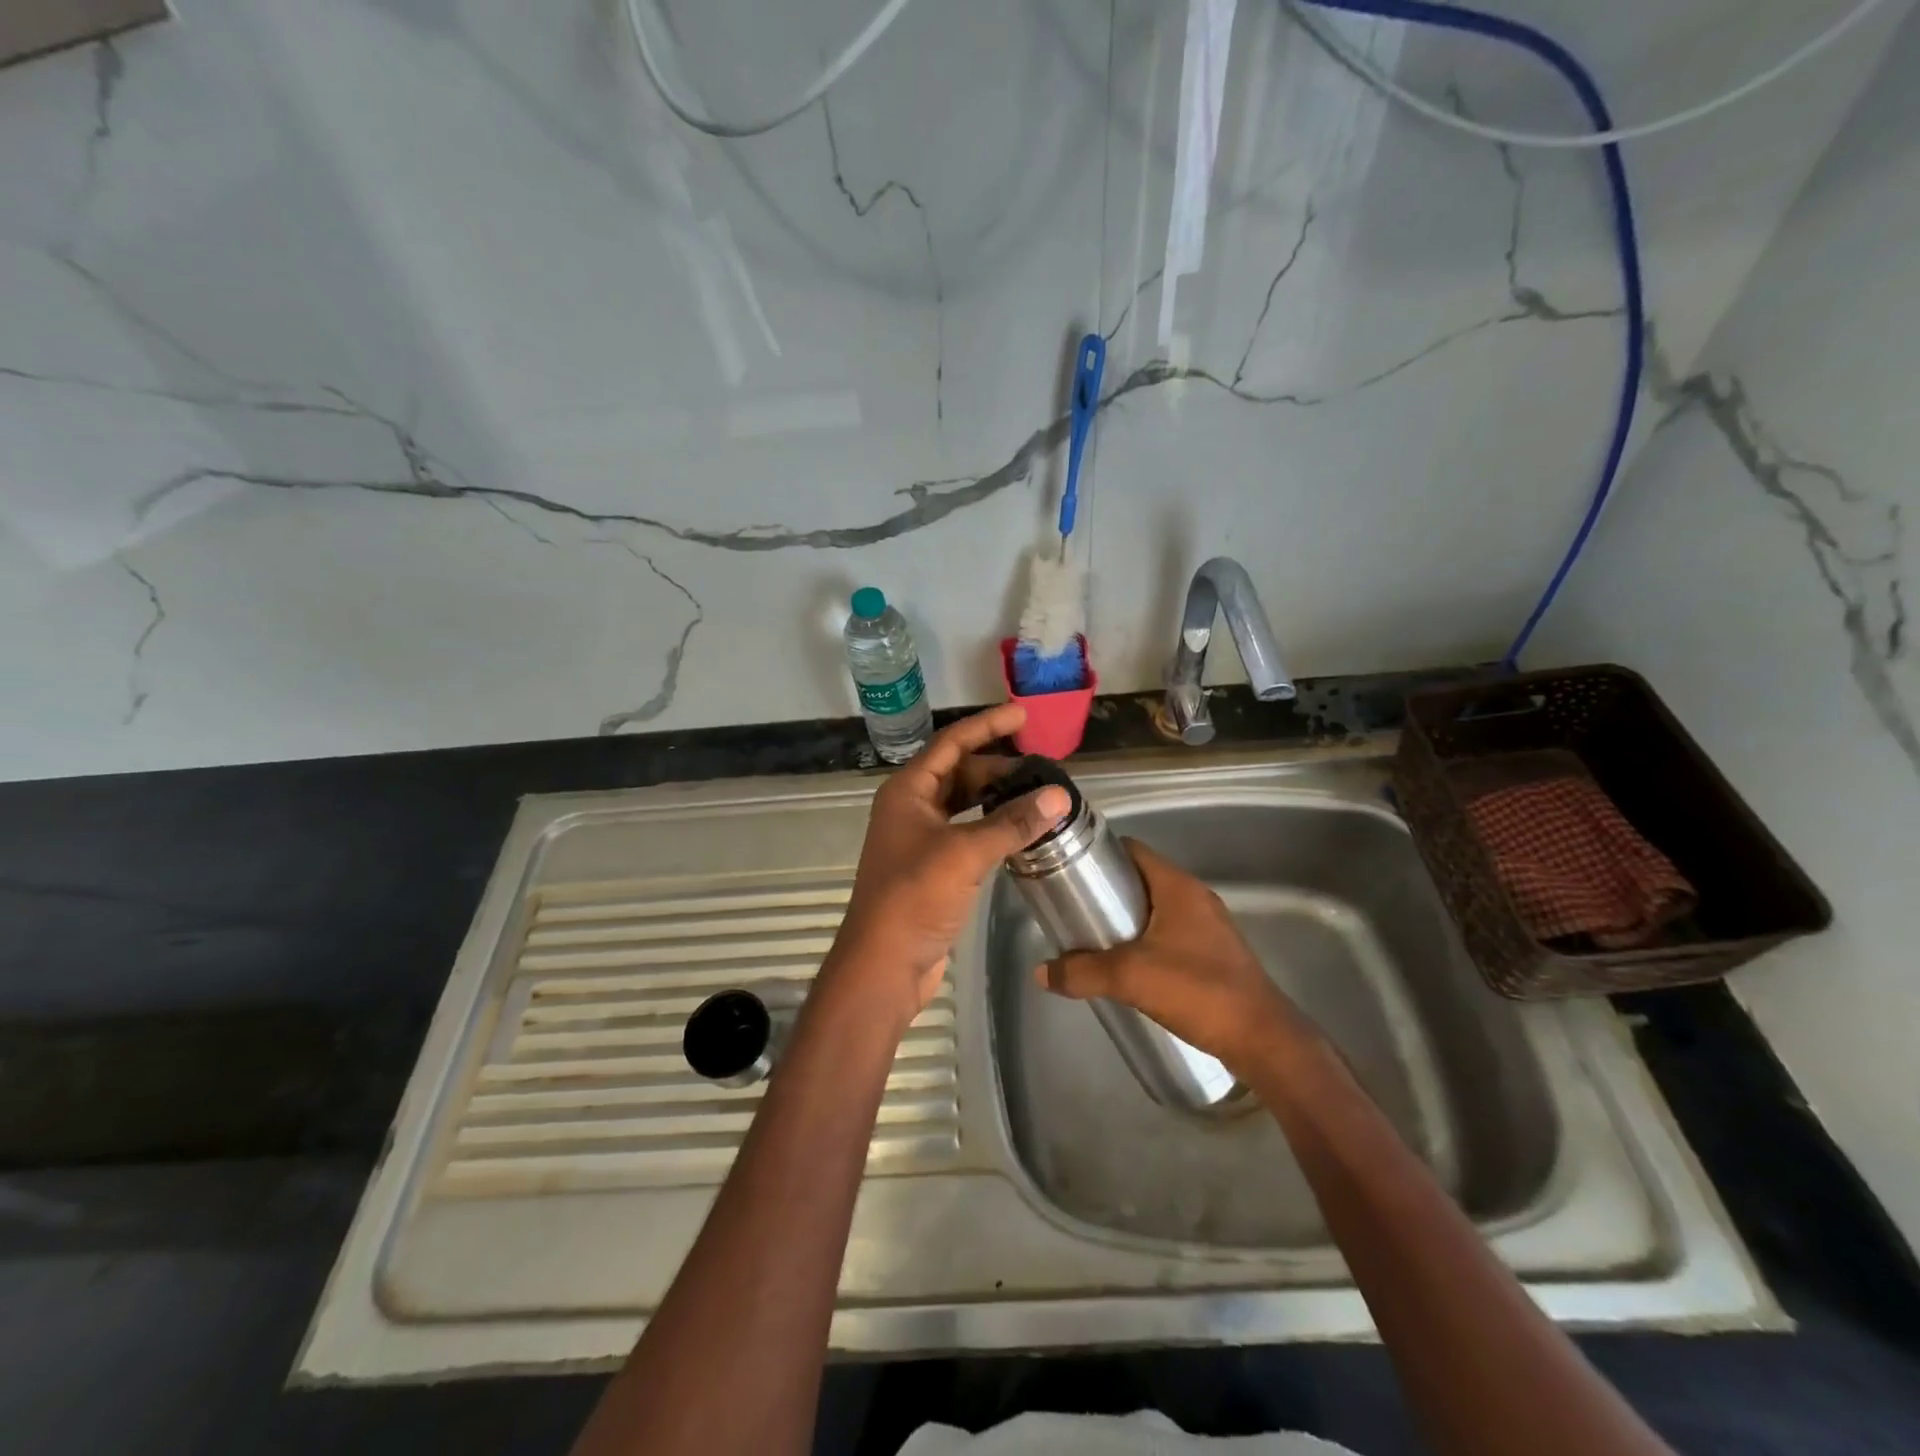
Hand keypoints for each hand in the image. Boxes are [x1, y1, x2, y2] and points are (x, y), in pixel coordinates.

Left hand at [830, 704, 1070, 1021]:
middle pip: (960, 773)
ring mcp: (920, 839)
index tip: (1023, 714)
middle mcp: (911, 807)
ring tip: (1039, 796)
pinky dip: (993, 827)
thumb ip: (1012, 823)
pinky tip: (1021, 831)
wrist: (883, 964)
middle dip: (999, 767)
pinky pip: (968, 833)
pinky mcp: (933, 867)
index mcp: (907, 790)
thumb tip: (1058, 797)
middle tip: (1042, 769)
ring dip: (997, 799)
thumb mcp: (964, 853)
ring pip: (965, 805)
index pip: (952, 743)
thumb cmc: (914, 897)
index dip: (987, 725)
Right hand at [1036, 839, 1299, 1073]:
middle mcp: (1195, 898)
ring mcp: (1209, 926)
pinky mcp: (1215, 954)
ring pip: (1157, 909)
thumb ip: (1082, 972)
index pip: (1133, 850)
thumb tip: (1041, 973)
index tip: (1070, 871)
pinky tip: (1129, 968)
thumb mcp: (1130, 977)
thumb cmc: (1198, 991)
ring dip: (1127, 920)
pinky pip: (1171, 934)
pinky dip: (1147, 941)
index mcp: (1178, 887)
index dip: (1101, 855)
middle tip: (1076, 910)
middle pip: (1142, 879)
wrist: (1263, 1039)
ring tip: (1095, 940)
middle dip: (1108, 891)